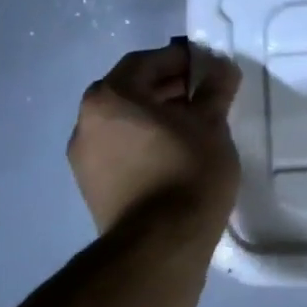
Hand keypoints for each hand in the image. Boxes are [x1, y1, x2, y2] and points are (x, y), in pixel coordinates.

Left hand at [67, 40, 243, 234]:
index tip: (208, 67)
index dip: (180, 60)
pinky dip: (144, 140)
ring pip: (124, 121)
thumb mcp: (211, 124)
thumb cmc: (187, 171)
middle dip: (168, 86)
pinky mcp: (91, 187)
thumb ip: (215, 90)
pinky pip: (120, 148)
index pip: (146, 62)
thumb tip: (222, 67)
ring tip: (194, 125)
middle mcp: (86, 121)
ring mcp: (84, 157)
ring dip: (156, 114)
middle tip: (204, 94)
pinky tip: (175, 152)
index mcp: (110, 97)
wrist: (160, 246)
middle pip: (131, 89)